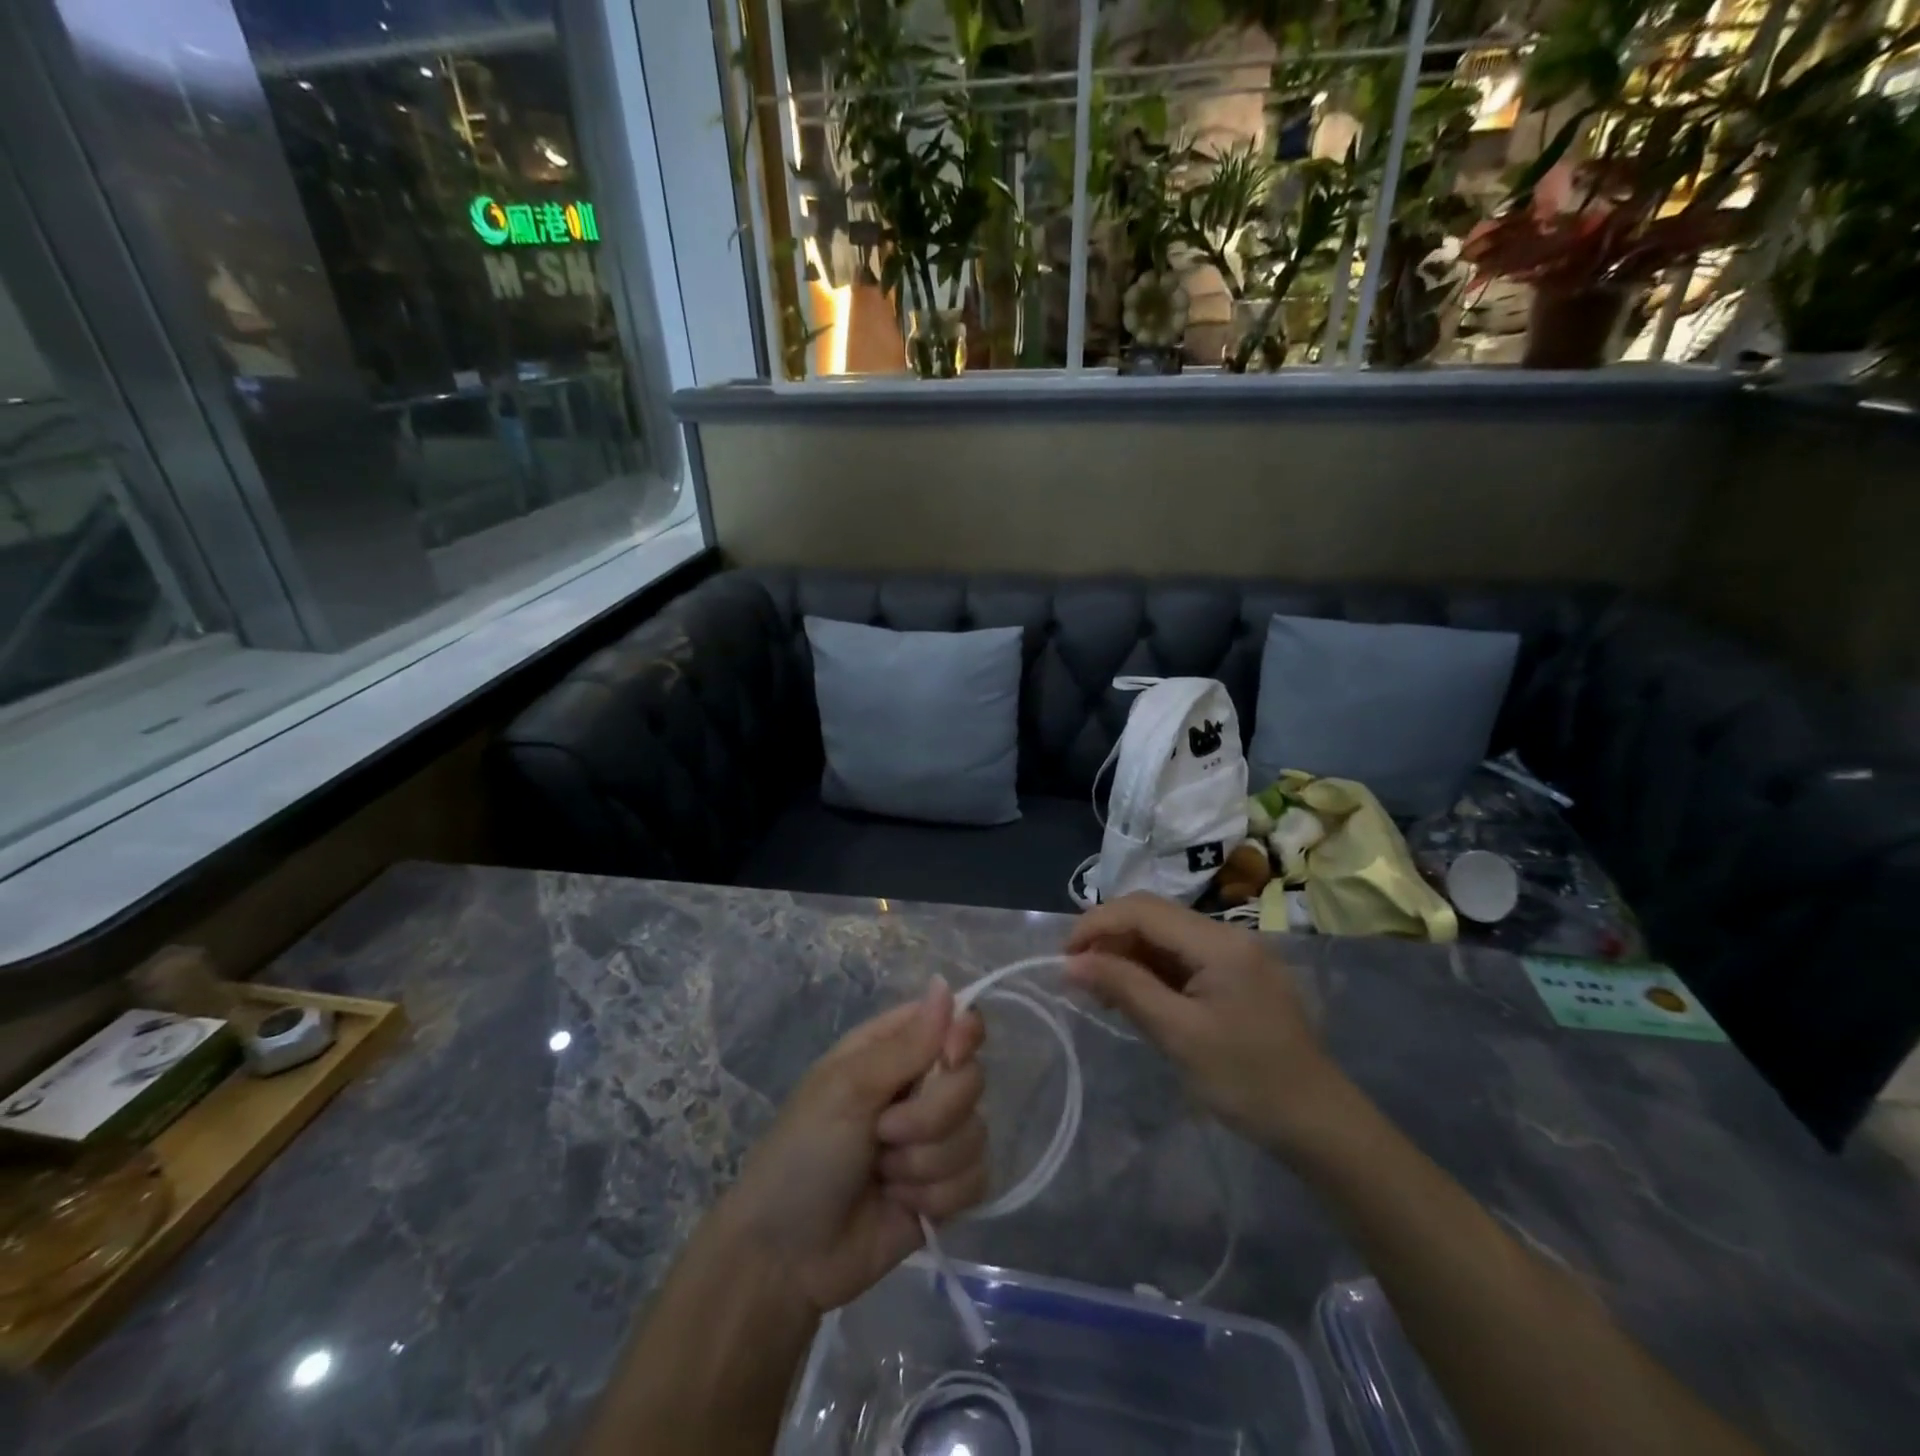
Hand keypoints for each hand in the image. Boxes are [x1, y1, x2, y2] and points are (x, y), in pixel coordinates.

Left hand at [717, 979, 988, 1315]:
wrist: (786, 1258)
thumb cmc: (804, 1154)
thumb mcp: (847, 1089)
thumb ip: (906, 1044)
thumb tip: (946, 983)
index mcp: (892, 1050)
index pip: (955, 1021)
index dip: (964, 1036)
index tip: (950, 1057)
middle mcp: (919, 1087)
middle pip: (971, 1080)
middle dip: (930, 1116)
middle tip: (883, 1134)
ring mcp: (935, 1140)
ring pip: (976, 1133)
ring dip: (925, 1163)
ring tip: (882, 1176)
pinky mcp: (946, 1190)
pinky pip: (976, 1179)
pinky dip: (938, 1197)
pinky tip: (902, 1205)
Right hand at [1065, 893, 1347, 1155]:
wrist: (1318, 1123)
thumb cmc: (1247, 1081)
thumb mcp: (1178, 1034)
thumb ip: (1124, 988)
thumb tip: (1071, 963)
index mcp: (1218, 942)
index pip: (1143, 909)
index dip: (1096, 925)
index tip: (1064, 958)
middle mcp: (1227, 934)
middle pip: (1153, 915)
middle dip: (1109, 937)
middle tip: (1079, 976)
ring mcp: (1235, 953)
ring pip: (1165, 934)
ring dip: (1128, 954)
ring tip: (1101, 991)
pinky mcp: (1236, 973)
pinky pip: (1182, 956)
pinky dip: (1151, 969)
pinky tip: (1135, 996)